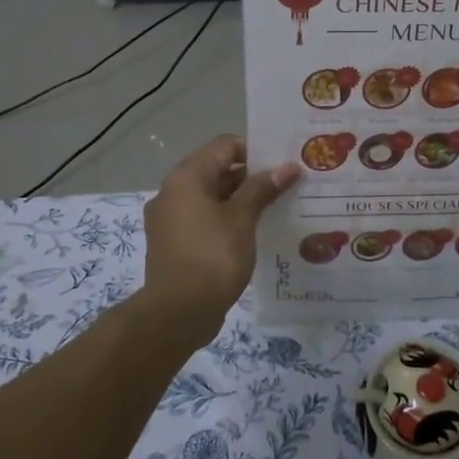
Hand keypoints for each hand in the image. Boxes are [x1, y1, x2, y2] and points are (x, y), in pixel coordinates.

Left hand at [140, 136, 297, 337]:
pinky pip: (204, 220)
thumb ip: (262, 189)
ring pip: (212, 197)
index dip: (256, 150)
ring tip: (277, 208)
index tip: (284, 163)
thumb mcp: (242, 219)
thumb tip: (287, 167)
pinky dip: (227, 220)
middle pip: (217, 170)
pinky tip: (254, 233)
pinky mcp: (174, 244)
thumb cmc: (212, 257)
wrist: (178, 313)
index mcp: (186, 177)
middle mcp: (173, 192)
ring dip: (241, 200)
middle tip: (287, 185)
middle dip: (252, 177)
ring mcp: (170, 219)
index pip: (224, 146)